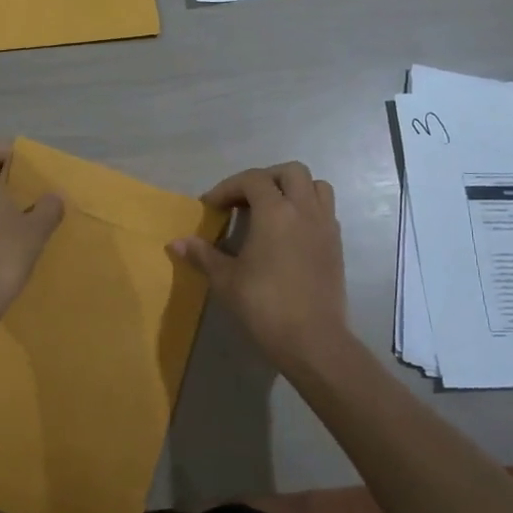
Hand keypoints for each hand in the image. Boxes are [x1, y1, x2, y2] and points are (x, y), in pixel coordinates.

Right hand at [171, 162, 349, 366]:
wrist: (313, 340)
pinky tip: (289, 232)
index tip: (211, 207)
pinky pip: (325, 210)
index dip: (228, 187)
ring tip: (271, 209)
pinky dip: (307, 208)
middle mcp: (304, 210)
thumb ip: (203, 255)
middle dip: (264, 178)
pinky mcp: (337, 245)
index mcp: (275, 211)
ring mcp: (325, 226)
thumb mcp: (226, 280)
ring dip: (292, 188)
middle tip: (244, 200)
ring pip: (316, 185)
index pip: (252, 180)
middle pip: (290, 171)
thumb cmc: (265, 305)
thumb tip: (176, 242)